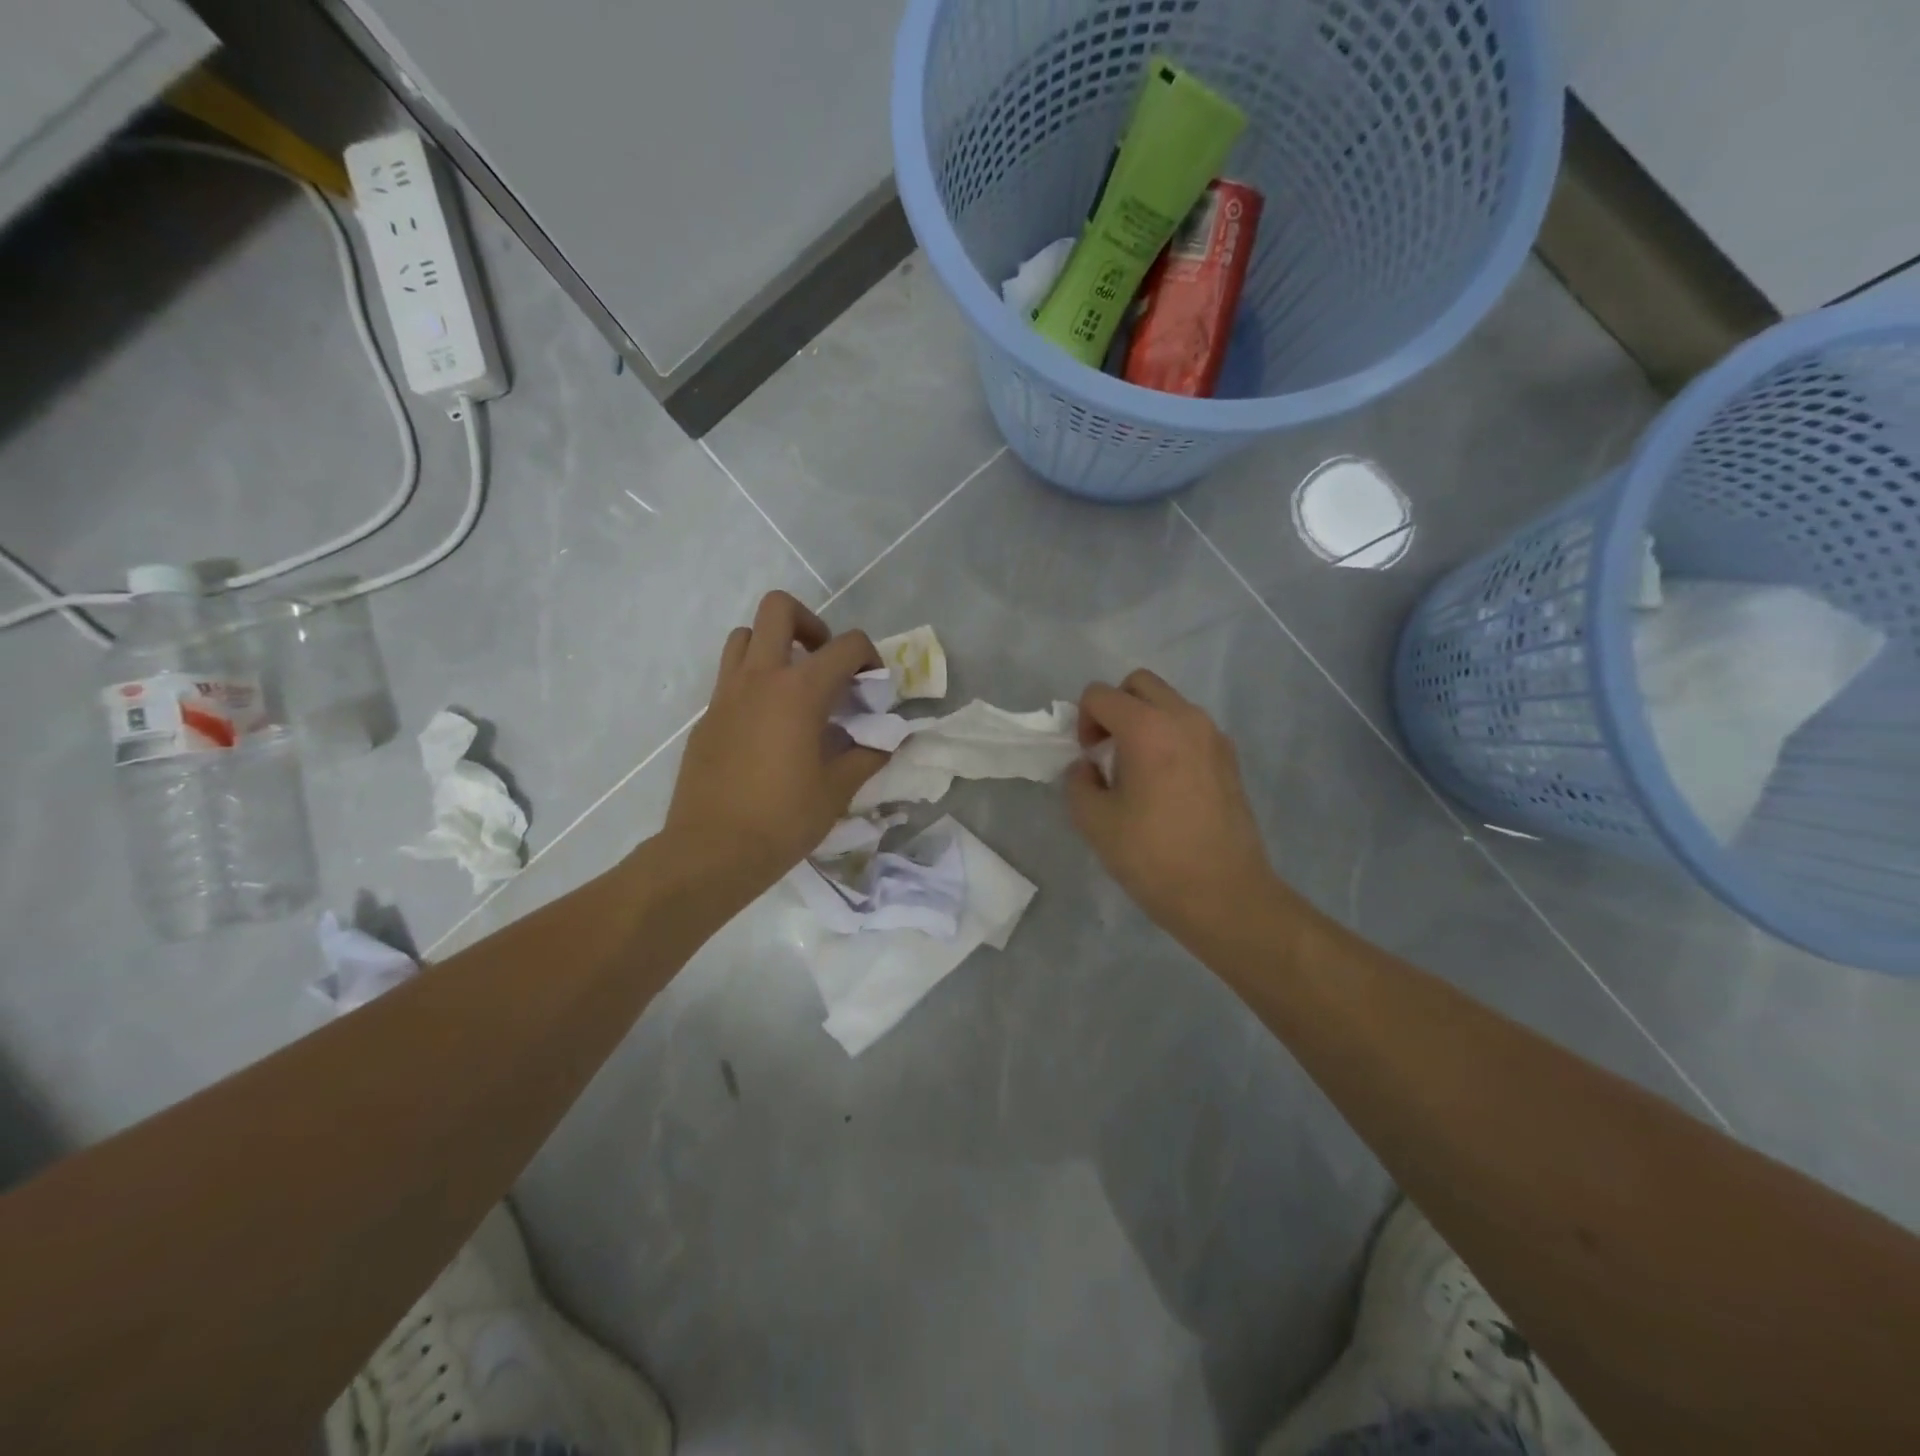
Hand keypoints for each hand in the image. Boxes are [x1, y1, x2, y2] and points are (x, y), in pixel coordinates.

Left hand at [665, 592, 888, 896]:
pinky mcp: (707, 716)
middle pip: (779, 609)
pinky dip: (754, 682)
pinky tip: (768, 726)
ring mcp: (726, 694)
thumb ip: (867, 755)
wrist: (712, 851)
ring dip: (774, 647)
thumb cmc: (783, 819)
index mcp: (799, 691)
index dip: (870, 657)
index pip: (846, 645)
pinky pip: (730, 677)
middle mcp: (760, 678)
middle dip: (811, 624)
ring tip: (793, 686)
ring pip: (745, 636)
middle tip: (825, 663)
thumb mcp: (838, 789)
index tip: (873, 687)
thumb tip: (885, 740)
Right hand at [1066, 669, 1277, 944]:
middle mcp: (1184, 718)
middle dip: (1114, 708)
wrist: (1224, 894)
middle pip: (1139, 684)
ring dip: (1144, 721)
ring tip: (1137, 770)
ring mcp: (1213, 736)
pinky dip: (1169, 738)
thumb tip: (1088, 768)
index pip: (1100, 695)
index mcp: (1148, 728)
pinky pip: (1190, 728)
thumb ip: (1079, 782)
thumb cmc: (1153, 857)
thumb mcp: (1094, 822)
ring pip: (1169, 703)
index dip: (1083, 721)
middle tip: (1107, 750)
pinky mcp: (1230, 758)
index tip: (1089, 759)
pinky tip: (1165, 785)